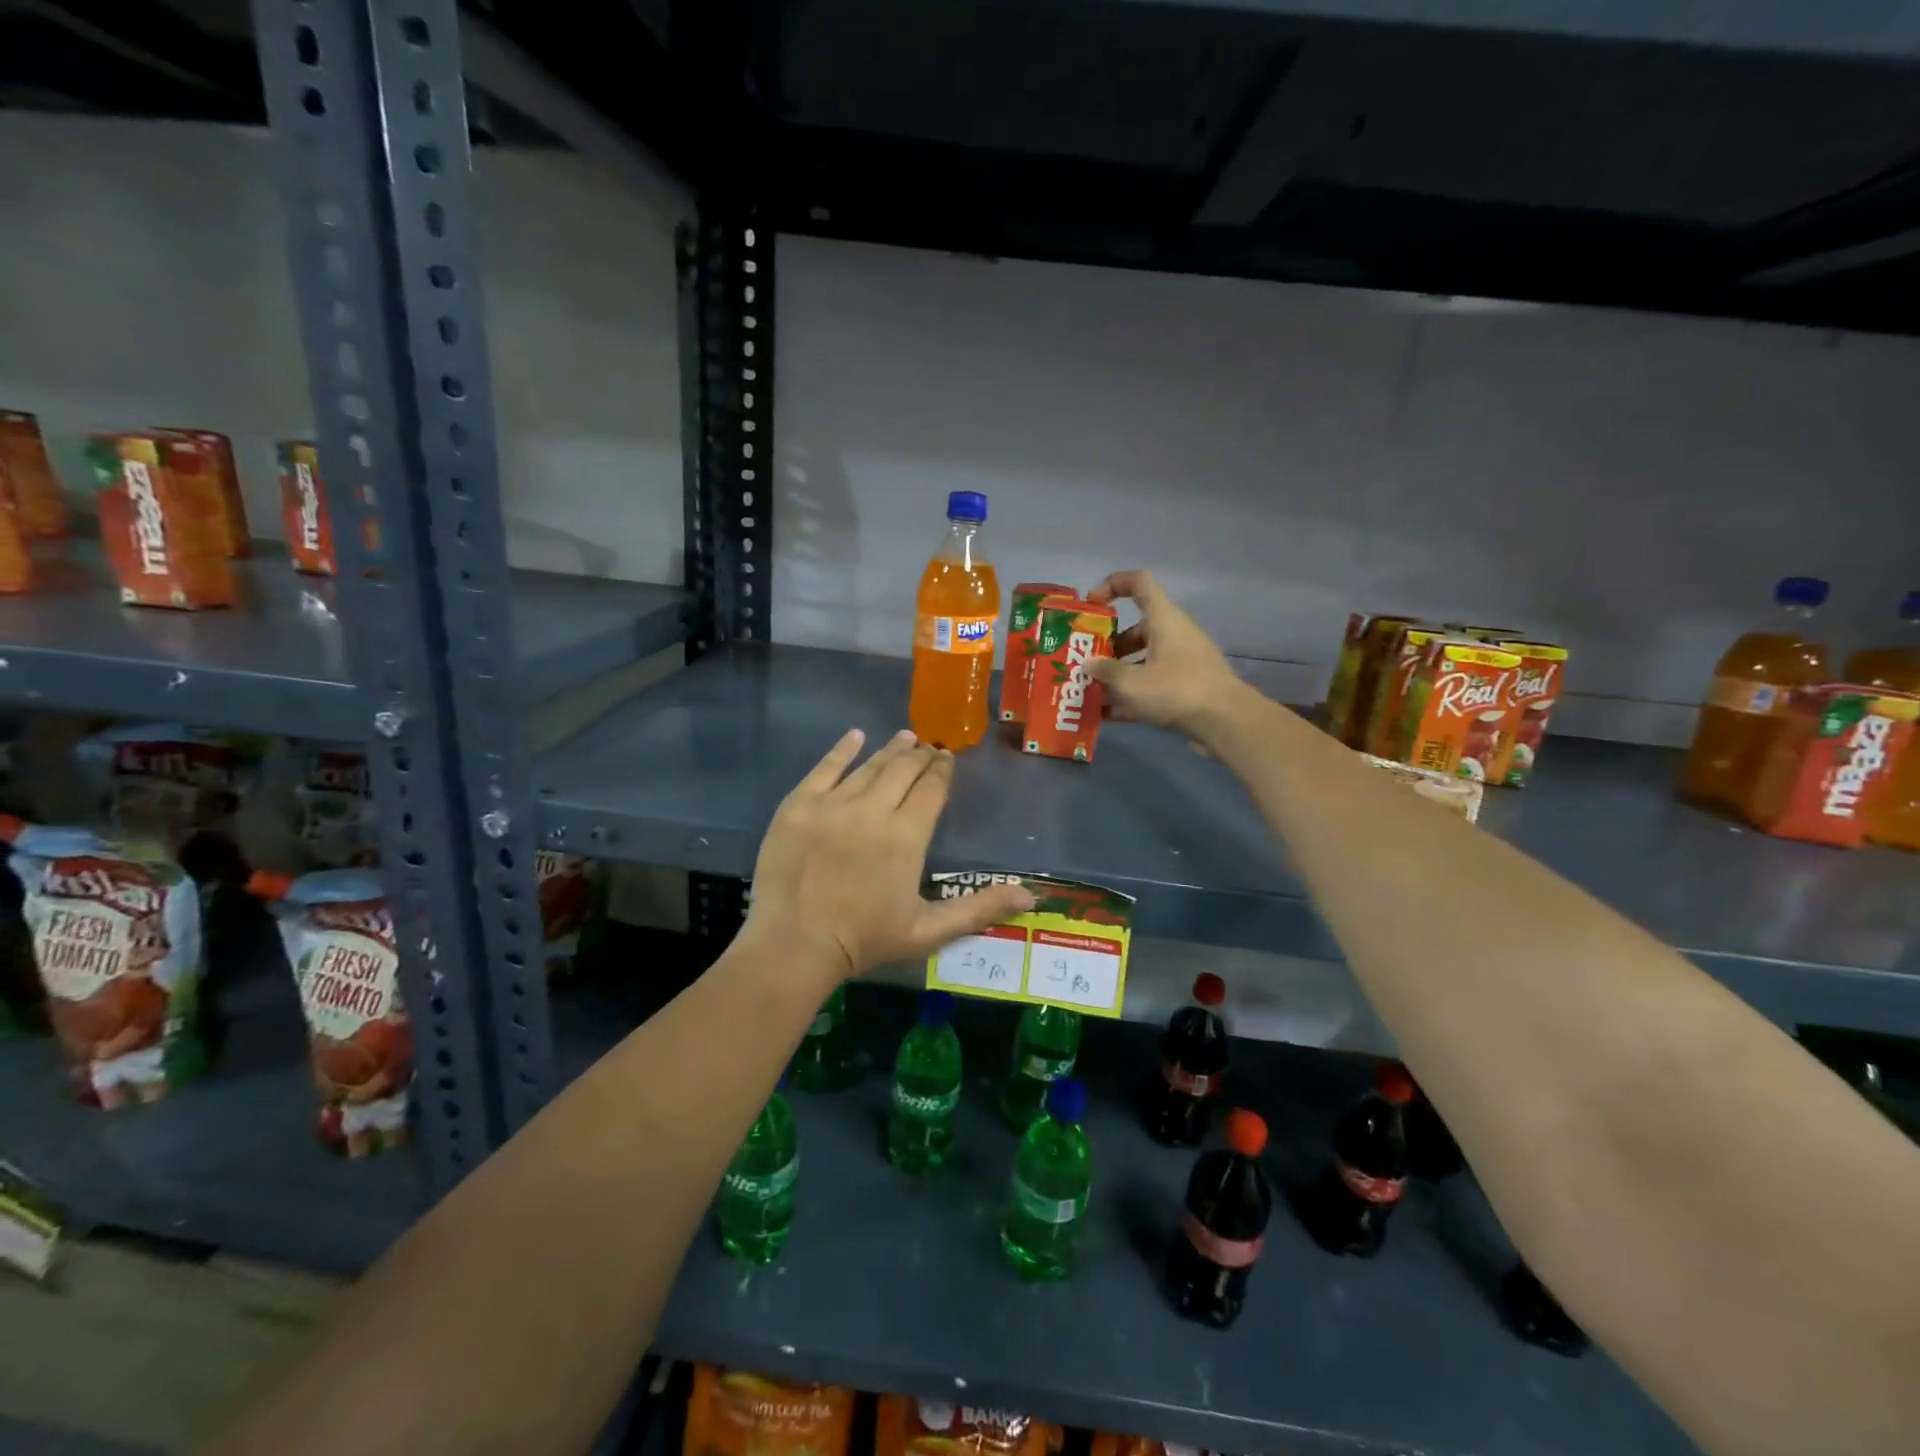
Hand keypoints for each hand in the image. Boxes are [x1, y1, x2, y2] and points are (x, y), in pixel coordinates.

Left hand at [743, 729, 1034, 984]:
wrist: (793, 945)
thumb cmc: (864, 940)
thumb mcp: (929, 931)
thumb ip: (979, 909)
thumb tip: (1029, 895)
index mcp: (907, 835)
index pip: (931, 789)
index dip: (941, 770)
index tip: (947, 758)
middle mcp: (873, 809)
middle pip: (902, 771)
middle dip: (920, 756)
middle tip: (929, 747)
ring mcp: (832, 804)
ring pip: (868, 767)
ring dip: (889, 749)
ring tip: (905, 736)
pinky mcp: (798, 806)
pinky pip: (824, 769)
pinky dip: (841, 750)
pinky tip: (854, 736)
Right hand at [1085, 570, 1246, 739]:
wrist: (1225, 721)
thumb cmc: (1177, 690)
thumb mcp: (1132, 682)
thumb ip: (1106, 671)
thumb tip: (1088, 664)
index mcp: (1163, 619)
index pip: (1139, 583)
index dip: (1112, 585)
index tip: (1091, 605)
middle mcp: (1173, 634)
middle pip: (1135, 628)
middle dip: (1107, 644)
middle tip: (1084, 661)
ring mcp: (1181, 661)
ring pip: (1142, 659)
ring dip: (1116, 672)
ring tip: (1089, 690)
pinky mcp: (1185, 687)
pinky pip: (1151, 684)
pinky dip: (1130, 694)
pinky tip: (1107, 715)